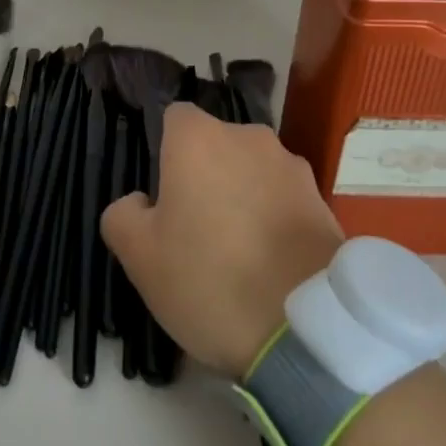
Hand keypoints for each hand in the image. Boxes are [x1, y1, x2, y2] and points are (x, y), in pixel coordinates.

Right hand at [101, 102, 343, 375]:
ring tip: (238, 251)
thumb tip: (139, 201)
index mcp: (198, 138)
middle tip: (195, 228)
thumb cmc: (209, 279)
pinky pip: (284, 198)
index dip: (165, 152)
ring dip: (242, 195)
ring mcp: (291, 165)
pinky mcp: (322, 199)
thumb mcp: (140, 257)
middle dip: (205, 174)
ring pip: (252, 171)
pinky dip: (274, 218)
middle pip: (216, 144)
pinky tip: (269, 262)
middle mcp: (248, 137)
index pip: (174, 118)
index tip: (163, 194)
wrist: (305, 327)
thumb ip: (123, 215)